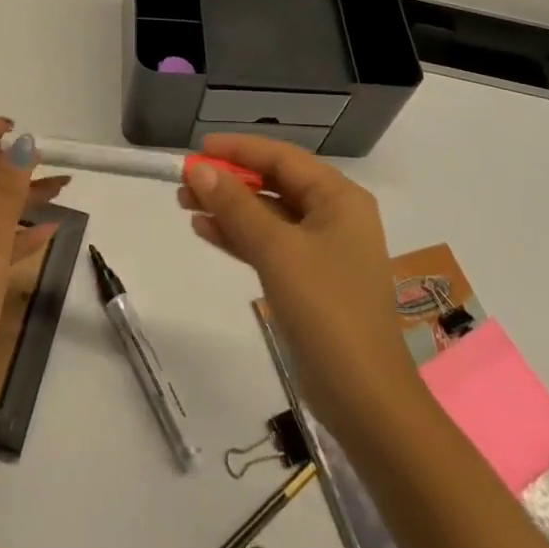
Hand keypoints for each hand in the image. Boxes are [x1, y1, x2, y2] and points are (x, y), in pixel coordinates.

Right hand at [179, 133, 414, 432]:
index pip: (283, 158)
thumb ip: (236, 206)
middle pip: (275, 184)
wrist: (364, 398)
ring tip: (184, 203)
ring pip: (268, 215)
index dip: (240, 149)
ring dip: (229, 208)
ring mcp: (323, 250)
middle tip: (185, 181)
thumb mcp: (276, 250)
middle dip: (230, 181)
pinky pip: (270, 244)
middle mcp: (335, 215)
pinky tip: (205, 230)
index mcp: (339, 198)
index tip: (199, 149)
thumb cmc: (326, 309)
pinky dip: (240, 236)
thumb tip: (200, 169)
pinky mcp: (310, 280)